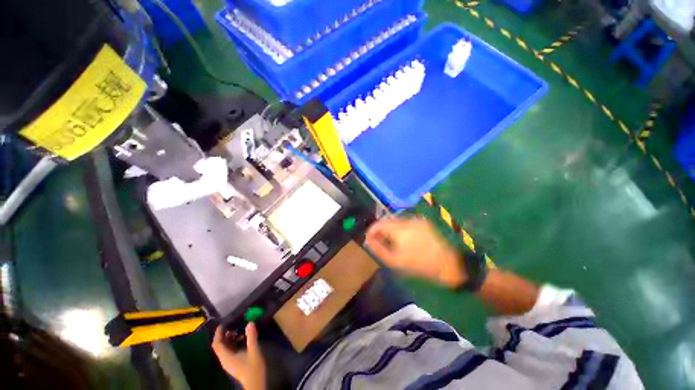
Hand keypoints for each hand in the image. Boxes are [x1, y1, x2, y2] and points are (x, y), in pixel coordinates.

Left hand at [212, 323, 265, 389]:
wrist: (256, 382)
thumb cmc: (253, 367)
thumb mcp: (254, 350)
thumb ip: (251, 336)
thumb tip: (250, 322)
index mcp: (226, 357)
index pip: (217, 344)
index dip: (218, 334)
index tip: (224, 324)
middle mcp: (225, 359)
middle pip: (220, 346)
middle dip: (225, 334)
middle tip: (233, 324)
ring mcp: (229, 362)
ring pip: (225, 348)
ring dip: (230, 338)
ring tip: (239, 330)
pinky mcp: (234, 363)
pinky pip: (230, 351)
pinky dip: (233, 343)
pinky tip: (243, 338)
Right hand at [366, 217, 465, 287]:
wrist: (446, 264)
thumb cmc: (418, 265)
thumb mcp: (394, 261)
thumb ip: (378, 249)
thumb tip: (368, 240)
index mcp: (400, 230)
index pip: (379, 223)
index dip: (372, 229)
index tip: (368, 237)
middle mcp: (407, 221)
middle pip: (387, 220)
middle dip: (380, 229)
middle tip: (377, 239)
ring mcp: (416, 220)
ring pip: (396, 221)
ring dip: (390, 228)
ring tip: (389, 239)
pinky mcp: (423, 222)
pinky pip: (406, 222)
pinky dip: (400, 228)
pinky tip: (401, 237)